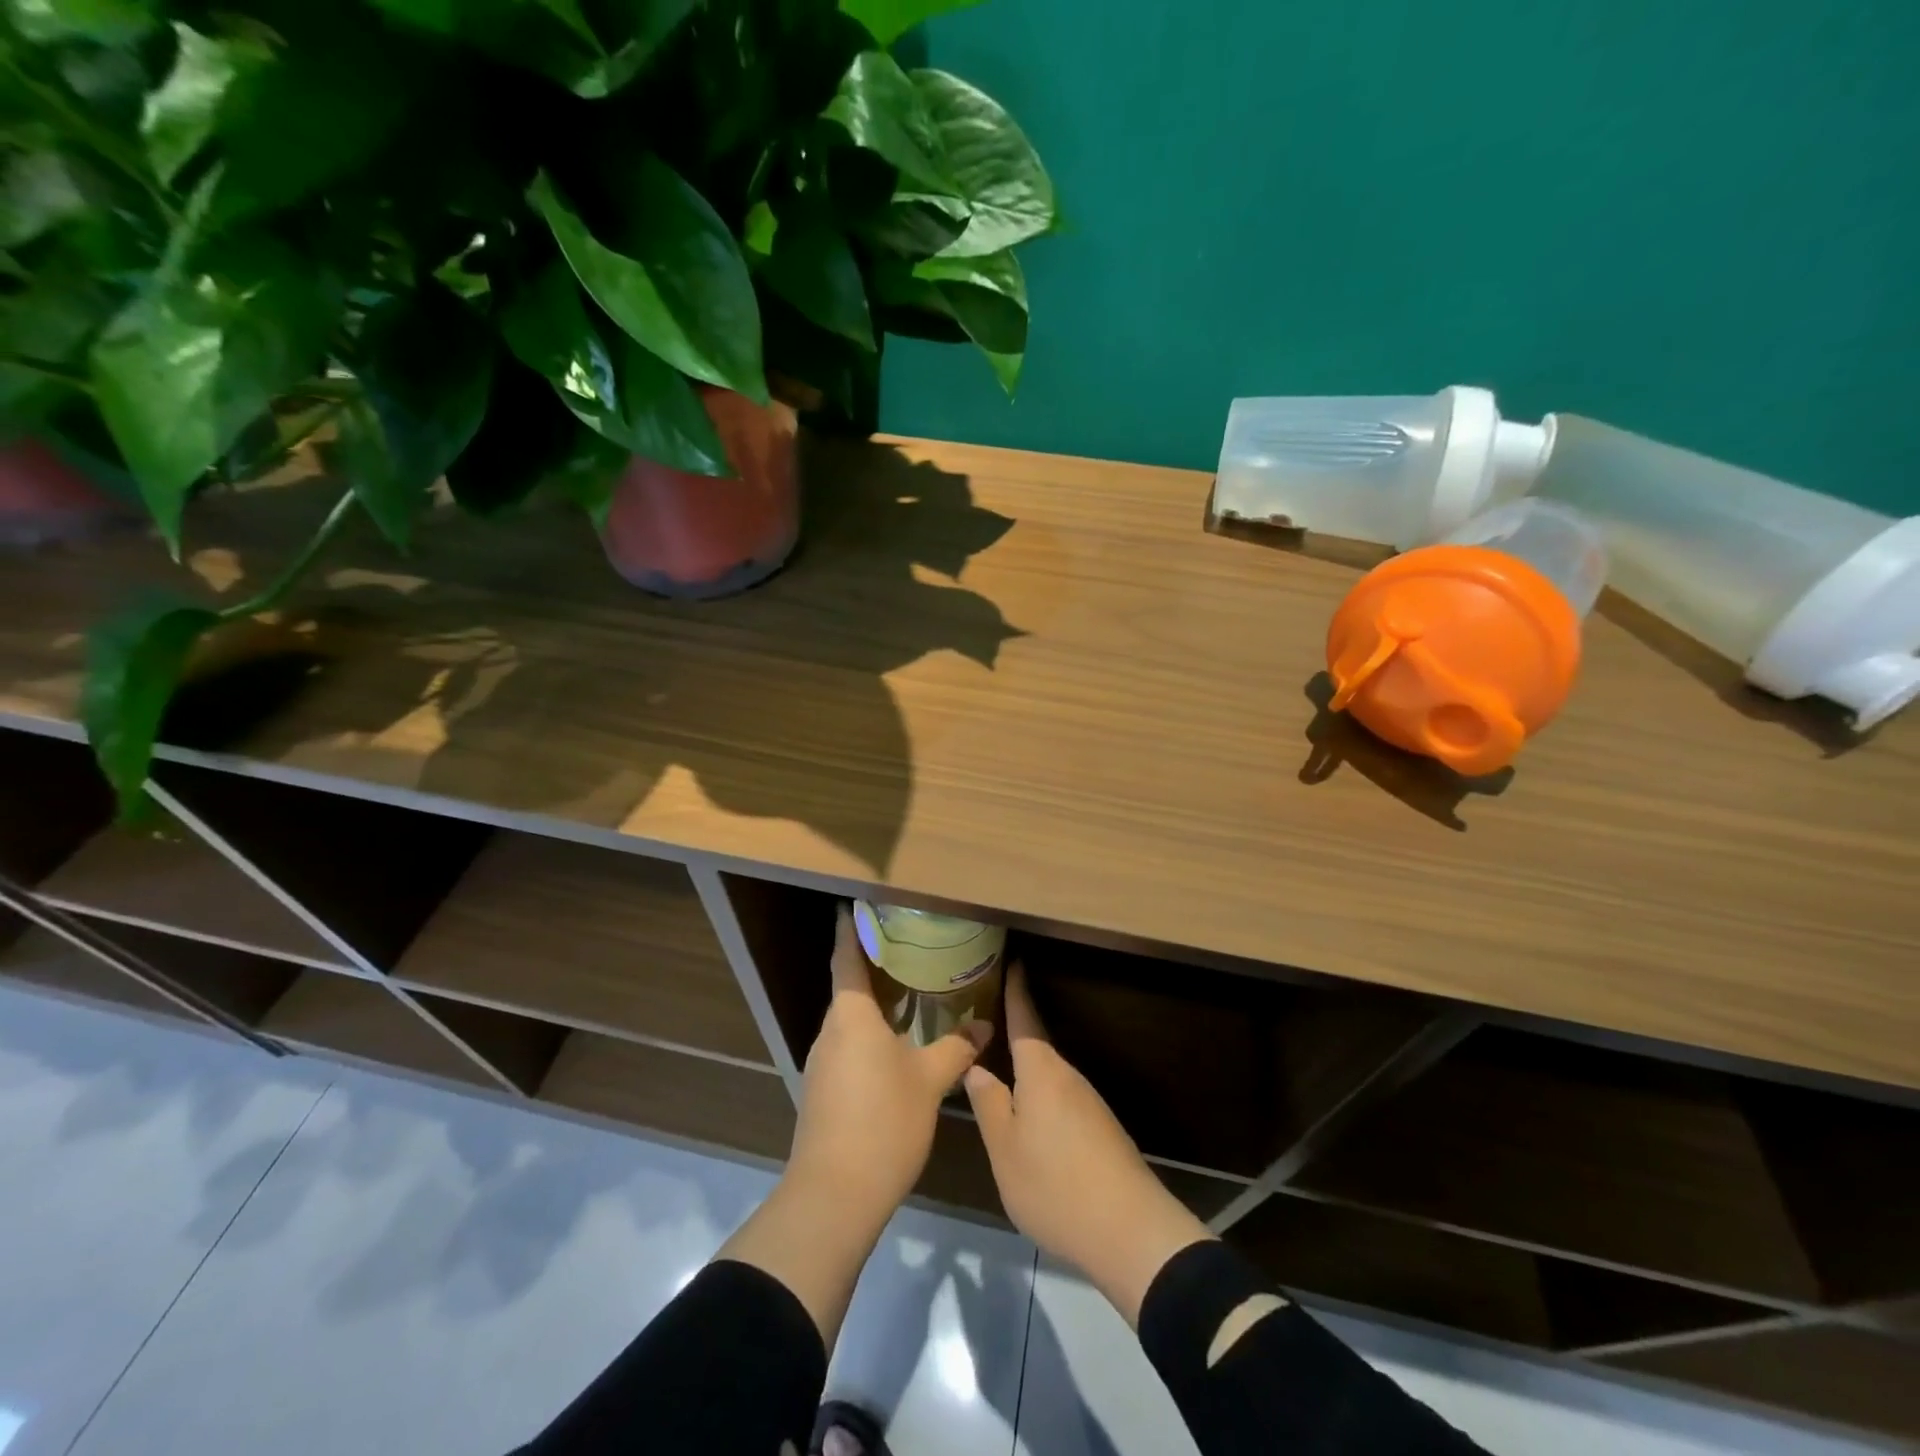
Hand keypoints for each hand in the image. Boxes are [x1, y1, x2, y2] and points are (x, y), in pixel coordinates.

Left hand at [788, 906, 991, 1222]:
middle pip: (848, 988)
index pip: (847, 959)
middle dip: (872, 966)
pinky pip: (848, 1046)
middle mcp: (831, 1032)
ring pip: (849, 1020)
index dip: (850, 930)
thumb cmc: (883, 1121)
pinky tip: (897, 1044)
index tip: (854, 906)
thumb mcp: (930, 1081)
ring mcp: (823, 1064)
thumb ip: (957, 1048)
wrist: (835, 1194)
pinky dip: (870, 1034)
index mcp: (851, 1016)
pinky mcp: (823, 1091)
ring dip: (874, 1003)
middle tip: (907, 946)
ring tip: (909, 991)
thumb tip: (984, 1026)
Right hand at [965, 963, 1213, 1326]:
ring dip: (1025, 1075)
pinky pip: (1061, 1101)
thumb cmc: (1055, 1183)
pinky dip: (1041, 1100)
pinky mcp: (1101, 1130)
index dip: (1016, 990)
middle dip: (1012, 1036)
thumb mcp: (1005, 1148)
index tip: (1012, 961)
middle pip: (1036, 1048)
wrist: (1130, 1232)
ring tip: (998, 1078)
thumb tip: (977, 1067)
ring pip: (1048, 1078)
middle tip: (982, 1028)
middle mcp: (1068, 1076)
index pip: (1025, 1018)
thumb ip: (989, 1103)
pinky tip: (1029, 1124)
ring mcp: (1089, 1103)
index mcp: (1042, 1070)